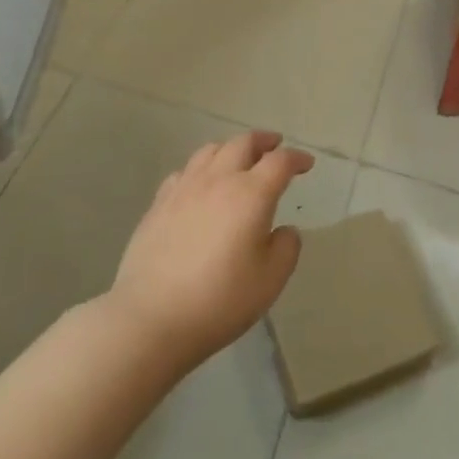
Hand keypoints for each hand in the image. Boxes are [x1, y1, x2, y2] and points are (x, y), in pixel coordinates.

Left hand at [107, 132, 313, 375]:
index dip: (296, 158)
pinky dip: (201, 168)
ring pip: (211, 151)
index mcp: (251, 194)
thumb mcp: (270, 281)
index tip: (306, 164)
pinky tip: (200, 184)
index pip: (279, 162)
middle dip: (264, 141)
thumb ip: (286, 248)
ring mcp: (184, 188)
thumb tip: (284, 230)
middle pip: (243, 143)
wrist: (151, 317)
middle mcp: (218, 180)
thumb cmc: (220, 300)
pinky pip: (184, 171)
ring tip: (238, 159)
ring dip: (231, 148)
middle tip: (275, 146)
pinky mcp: (159, 203)